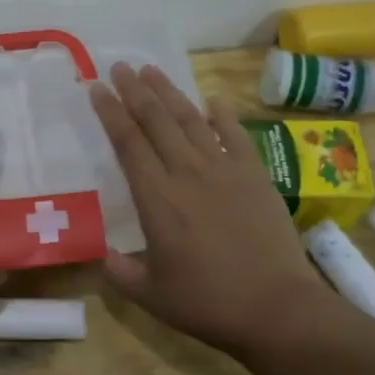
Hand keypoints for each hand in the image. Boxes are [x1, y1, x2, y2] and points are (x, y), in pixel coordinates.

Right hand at [91, 63, 345, 362]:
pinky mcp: (255, 176)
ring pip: (192, 120)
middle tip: (120, 67)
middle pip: (157, 121)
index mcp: (157, 199)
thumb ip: (120, 272)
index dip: (111, 112)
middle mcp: (188, 174)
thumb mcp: (150, 296)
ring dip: (170, 93)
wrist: (276, 307)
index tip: (97, 88)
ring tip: (152, 71)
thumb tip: (102, 254)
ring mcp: (225, 171)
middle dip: (136, 91)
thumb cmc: (207, 303)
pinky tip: (212, 99)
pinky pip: (236, 135)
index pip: (128, 143)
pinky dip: (222, 115)